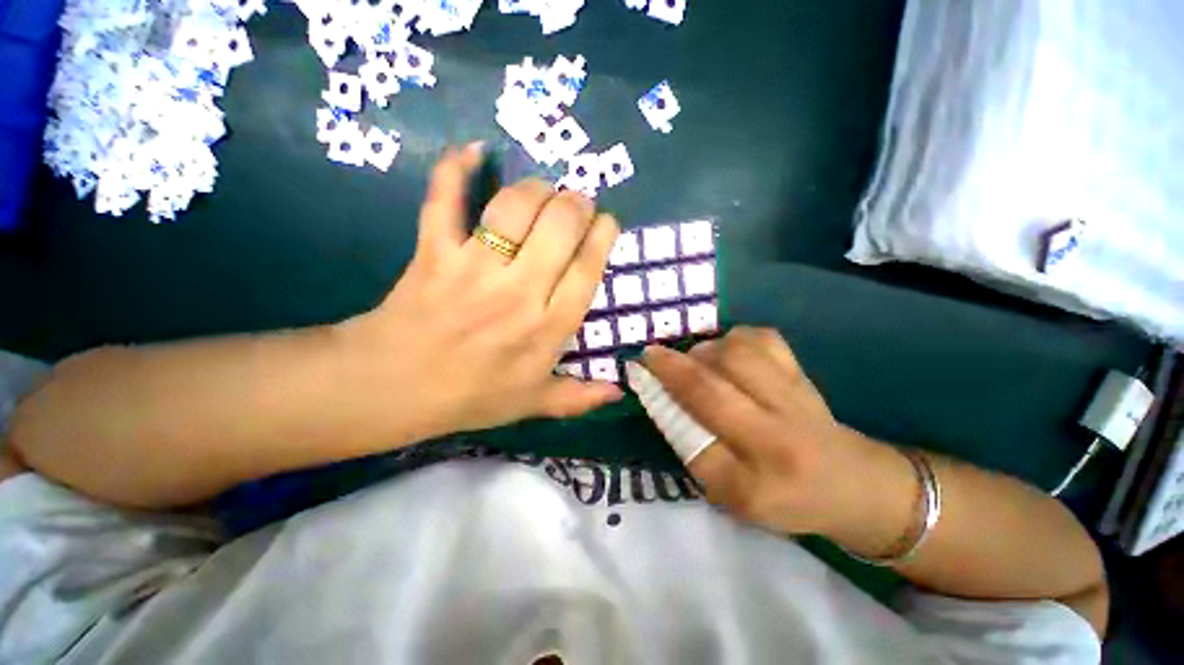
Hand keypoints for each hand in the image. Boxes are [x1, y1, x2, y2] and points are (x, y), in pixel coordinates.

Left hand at [339, 144, 622, 438]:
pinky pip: (444, 200)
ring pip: (514, 208)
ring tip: (543, 189)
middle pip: (559, 227)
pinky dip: (455, 169)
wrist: (394, 387)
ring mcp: (474, 269)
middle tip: (577, 203)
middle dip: (576, 204)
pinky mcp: (434, 252)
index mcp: (547, 328)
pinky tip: (473, 152)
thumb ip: (578, 398)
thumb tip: (618, 393)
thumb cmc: (472, 396)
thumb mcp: (532, 403)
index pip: (587, 269)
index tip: (606, 222)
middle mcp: (519, 292)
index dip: (602, 236)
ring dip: (536, 188)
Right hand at [642, 327, 873, 536]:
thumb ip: (696, 453)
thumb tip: (666, 400)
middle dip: (671, 367)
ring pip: (736, 356)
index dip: (660, 403)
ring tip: (696, 359)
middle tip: (650, 354)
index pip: (691, 441)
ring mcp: (795, 401)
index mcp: (754, 485)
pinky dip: (735, 338)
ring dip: (703, 350)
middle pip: (711, 391)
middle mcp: (776, 441)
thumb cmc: (784, 497)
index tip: (639, 378)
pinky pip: (763, 339)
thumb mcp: (731, 496)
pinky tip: (728, 350)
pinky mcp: (804, 375)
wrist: (855, 485)